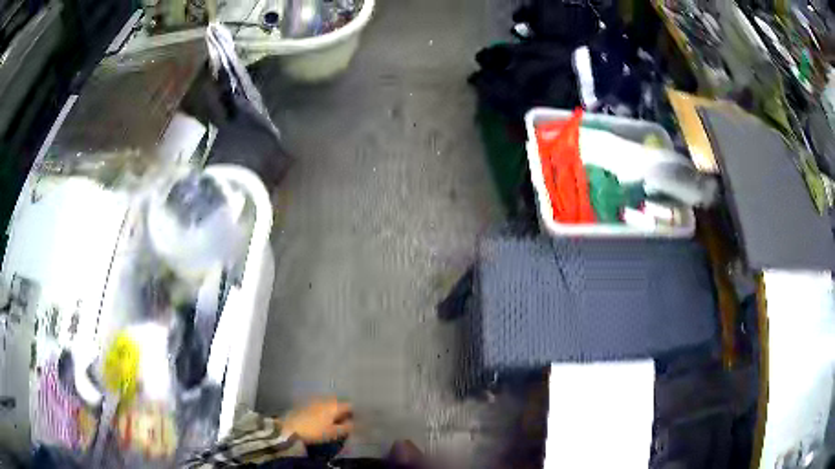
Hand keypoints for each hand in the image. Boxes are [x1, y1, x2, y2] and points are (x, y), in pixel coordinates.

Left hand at [281, 397, 353, 443]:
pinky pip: (321, 406)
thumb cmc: (314, 430)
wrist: (290, 427)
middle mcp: (326, 400)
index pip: (350, 405)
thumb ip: (346, 427)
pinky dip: (325, 411)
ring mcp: (315, 401)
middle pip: (339, 404)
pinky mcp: (307, 404)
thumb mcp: (333, 432)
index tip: (357, 421)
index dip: (355, 413)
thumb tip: (354, 423)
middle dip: (344, 412)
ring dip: (334, 411)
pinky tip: (323, 420)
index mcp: (334, 405)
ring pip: (329, 404)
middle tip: (346, 422)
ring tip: (335, 422)